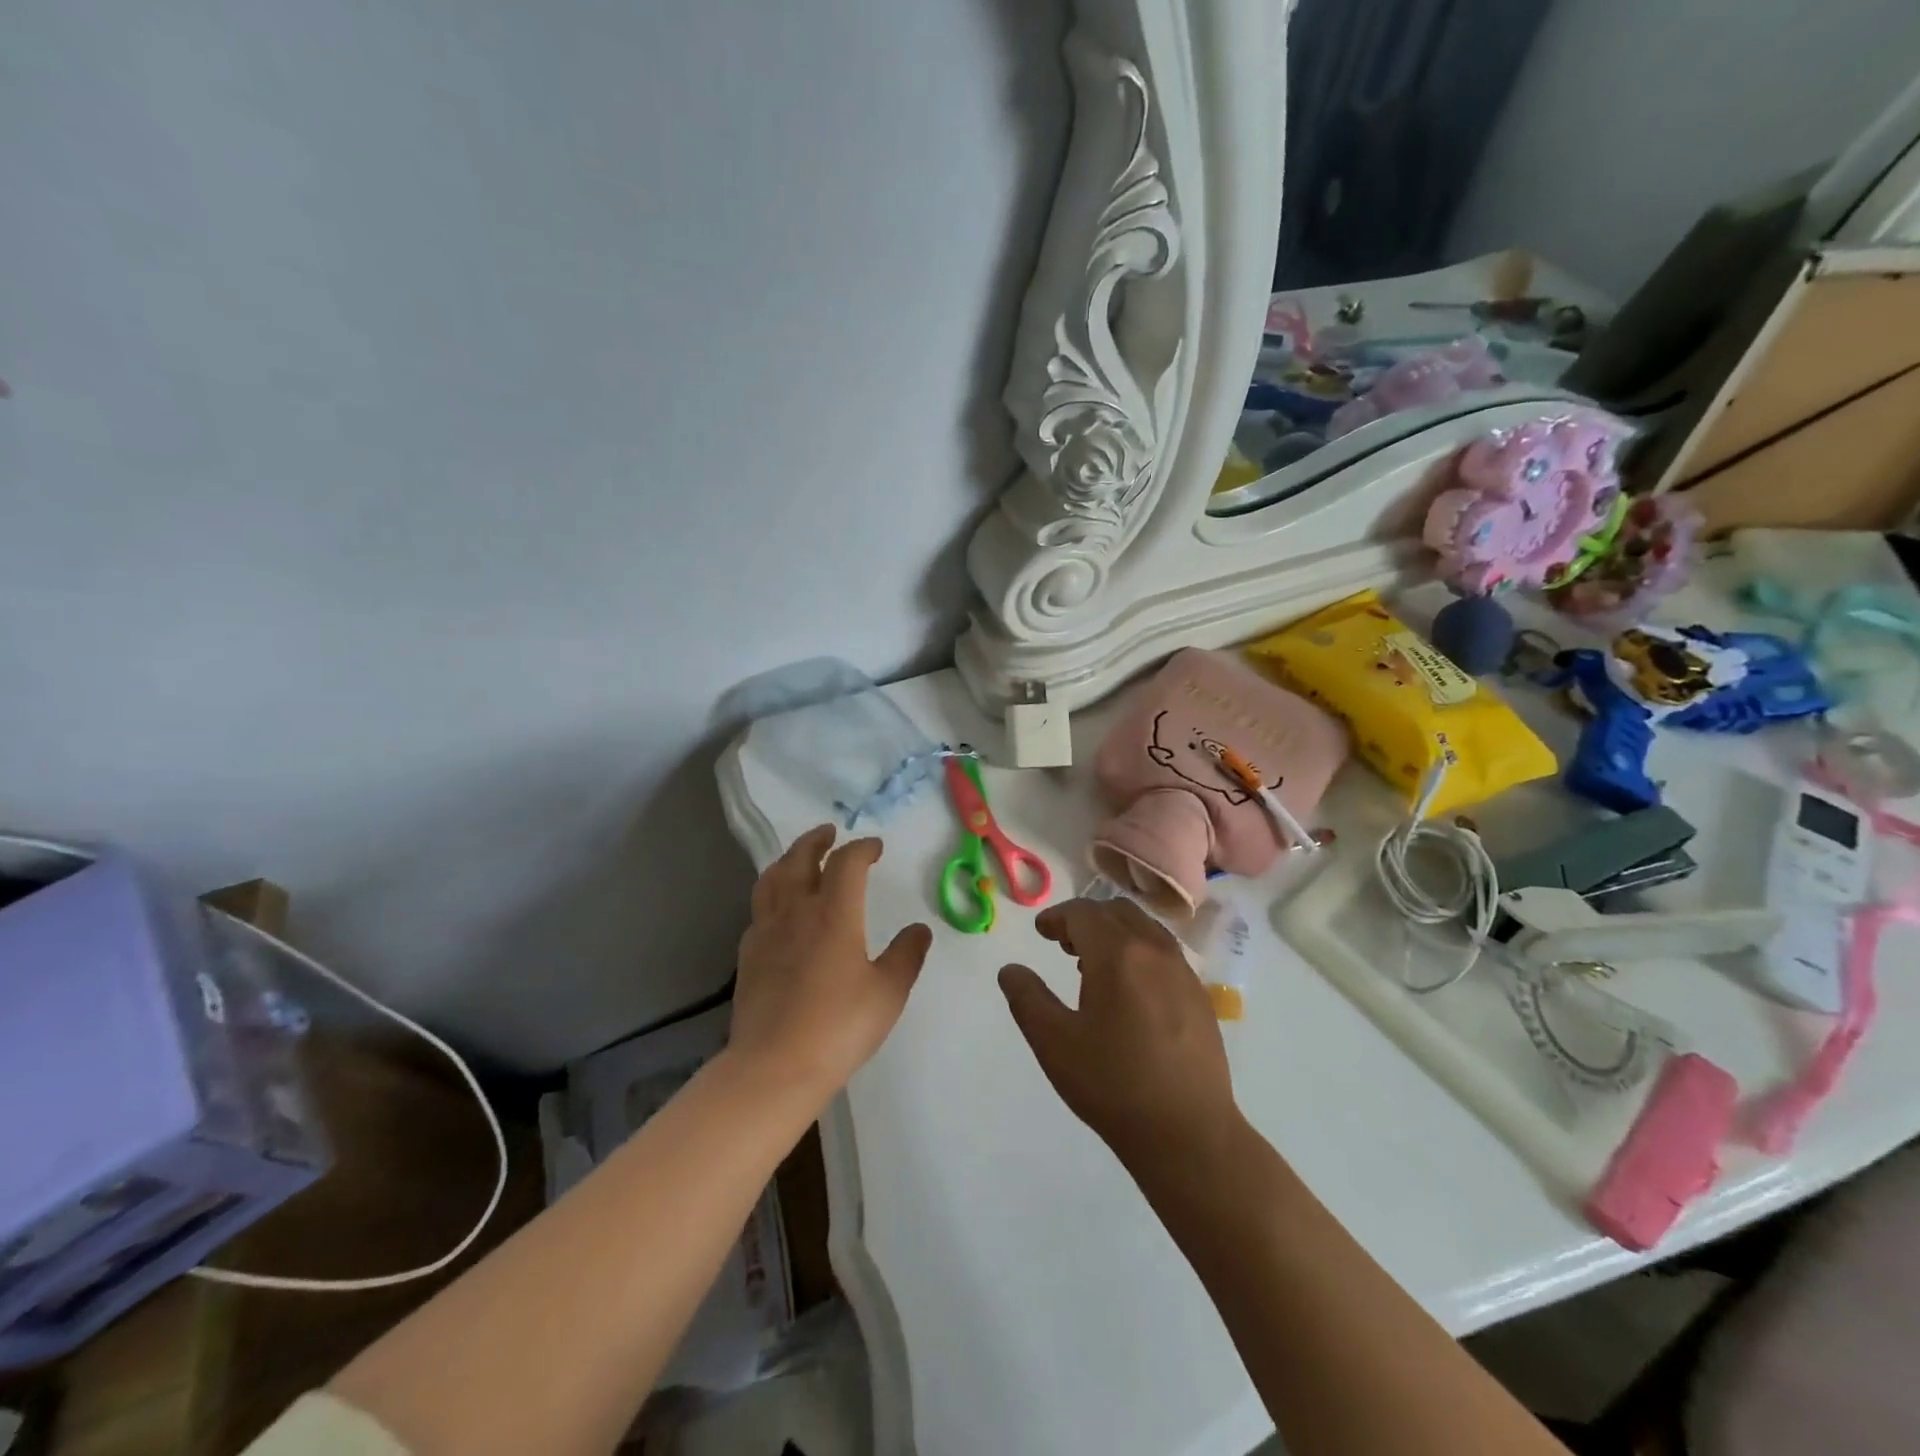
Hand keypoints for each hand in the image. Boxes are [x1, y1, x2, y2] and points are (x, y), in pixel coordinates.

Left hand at [731, 824, 931, 1101]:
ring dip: (788, 859)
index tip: (876, 848)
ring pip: (772, 879)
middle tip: (829, 833)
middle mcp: (796, 911)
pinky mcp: (748, 954)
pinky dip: (773, 894)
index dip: (862, 848)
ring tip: (799, 858)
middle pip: (800, 858)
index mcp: (834, 913)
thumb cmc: (839, 1026)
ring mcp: (766, 931)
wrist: (775, 1066)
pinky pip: (759, 909)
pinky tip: (780, 908)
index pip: (847, 862)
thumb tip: (919, 929)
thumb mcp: (888, 992)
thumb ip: (906, 955)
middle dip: (817, 840)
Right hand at [999, 897, 1238, 1173]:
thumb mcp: (1054, 1044)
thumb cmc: (1113, 1085)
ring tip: (1095, 966)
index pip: (1083, 913)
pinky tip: (1131, 991)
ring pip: (1145, 929)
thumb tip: (1010, 970)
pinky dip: (1141, 952)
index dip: (1057, 916)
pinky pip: (1165, 953)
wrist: (1188, 1133)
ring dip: (1115, 933)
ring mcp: (1183, 972)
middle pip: (1117, 912)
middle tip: (1065, 945)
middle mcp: (1154, 951)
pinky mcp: (1201, 996)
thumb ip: (1027, 999)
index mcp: (1117, 955)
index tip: (1042, 932)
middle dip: (1087, 920)